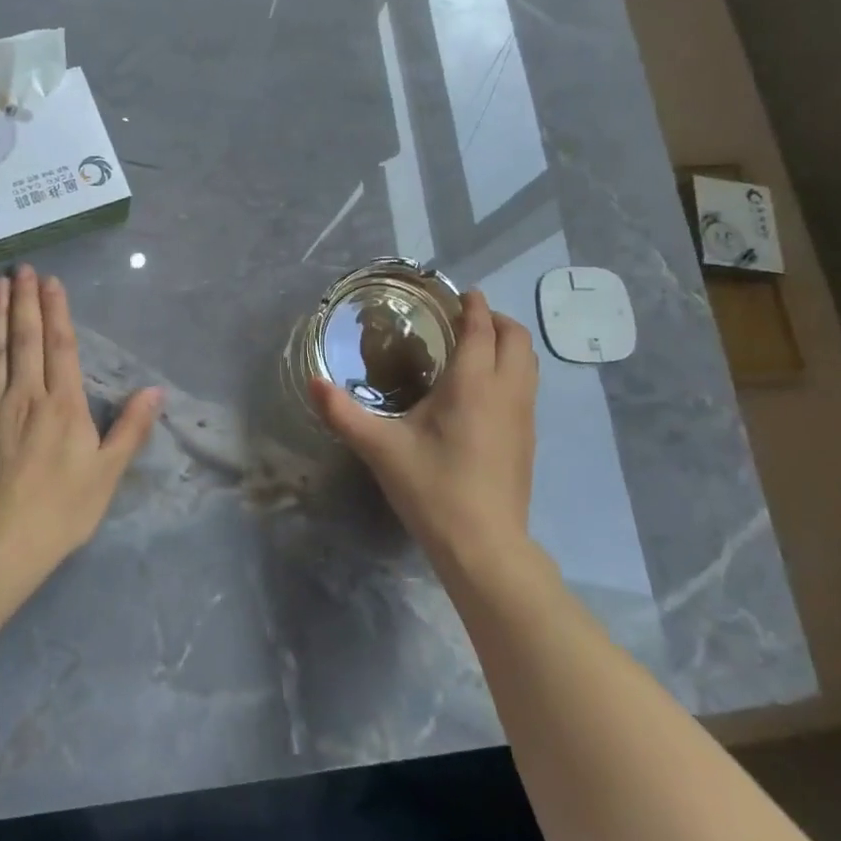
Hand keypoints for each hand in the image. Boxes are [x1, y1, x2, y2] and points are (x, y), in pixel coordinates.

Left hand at [0, 266, 161, 567]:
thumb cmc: (61, 510)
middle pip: (25, 339)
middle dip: (24, 301)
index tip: (51, 282)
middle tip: (21, 269)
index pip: (61, 347)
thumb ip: (131, 428)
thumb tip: (156, 391)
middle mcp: (25, 395)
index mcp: (63, 404)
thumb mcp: (108, 472)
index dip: (57, 312)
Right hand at [310, 290, 538, 571]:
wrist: (484, 547)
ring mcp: (524, 417)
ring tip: (476, 348)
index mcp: (473, 383)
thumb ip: (343, 414)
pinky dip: (512, 371)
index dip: (473, 305)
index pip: (481, 328)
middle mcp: (506, 391)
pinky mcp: (528, 440)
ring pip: (528, 363)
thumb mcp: (381, 449)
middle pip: (516, 338)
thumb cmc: (433, 489)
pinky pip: (527, 387)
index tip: (460, 293)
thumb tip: (312, 382)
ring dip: (508, 345)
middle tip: (465, 319)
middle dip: (495, 319)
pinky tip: (484, 392)